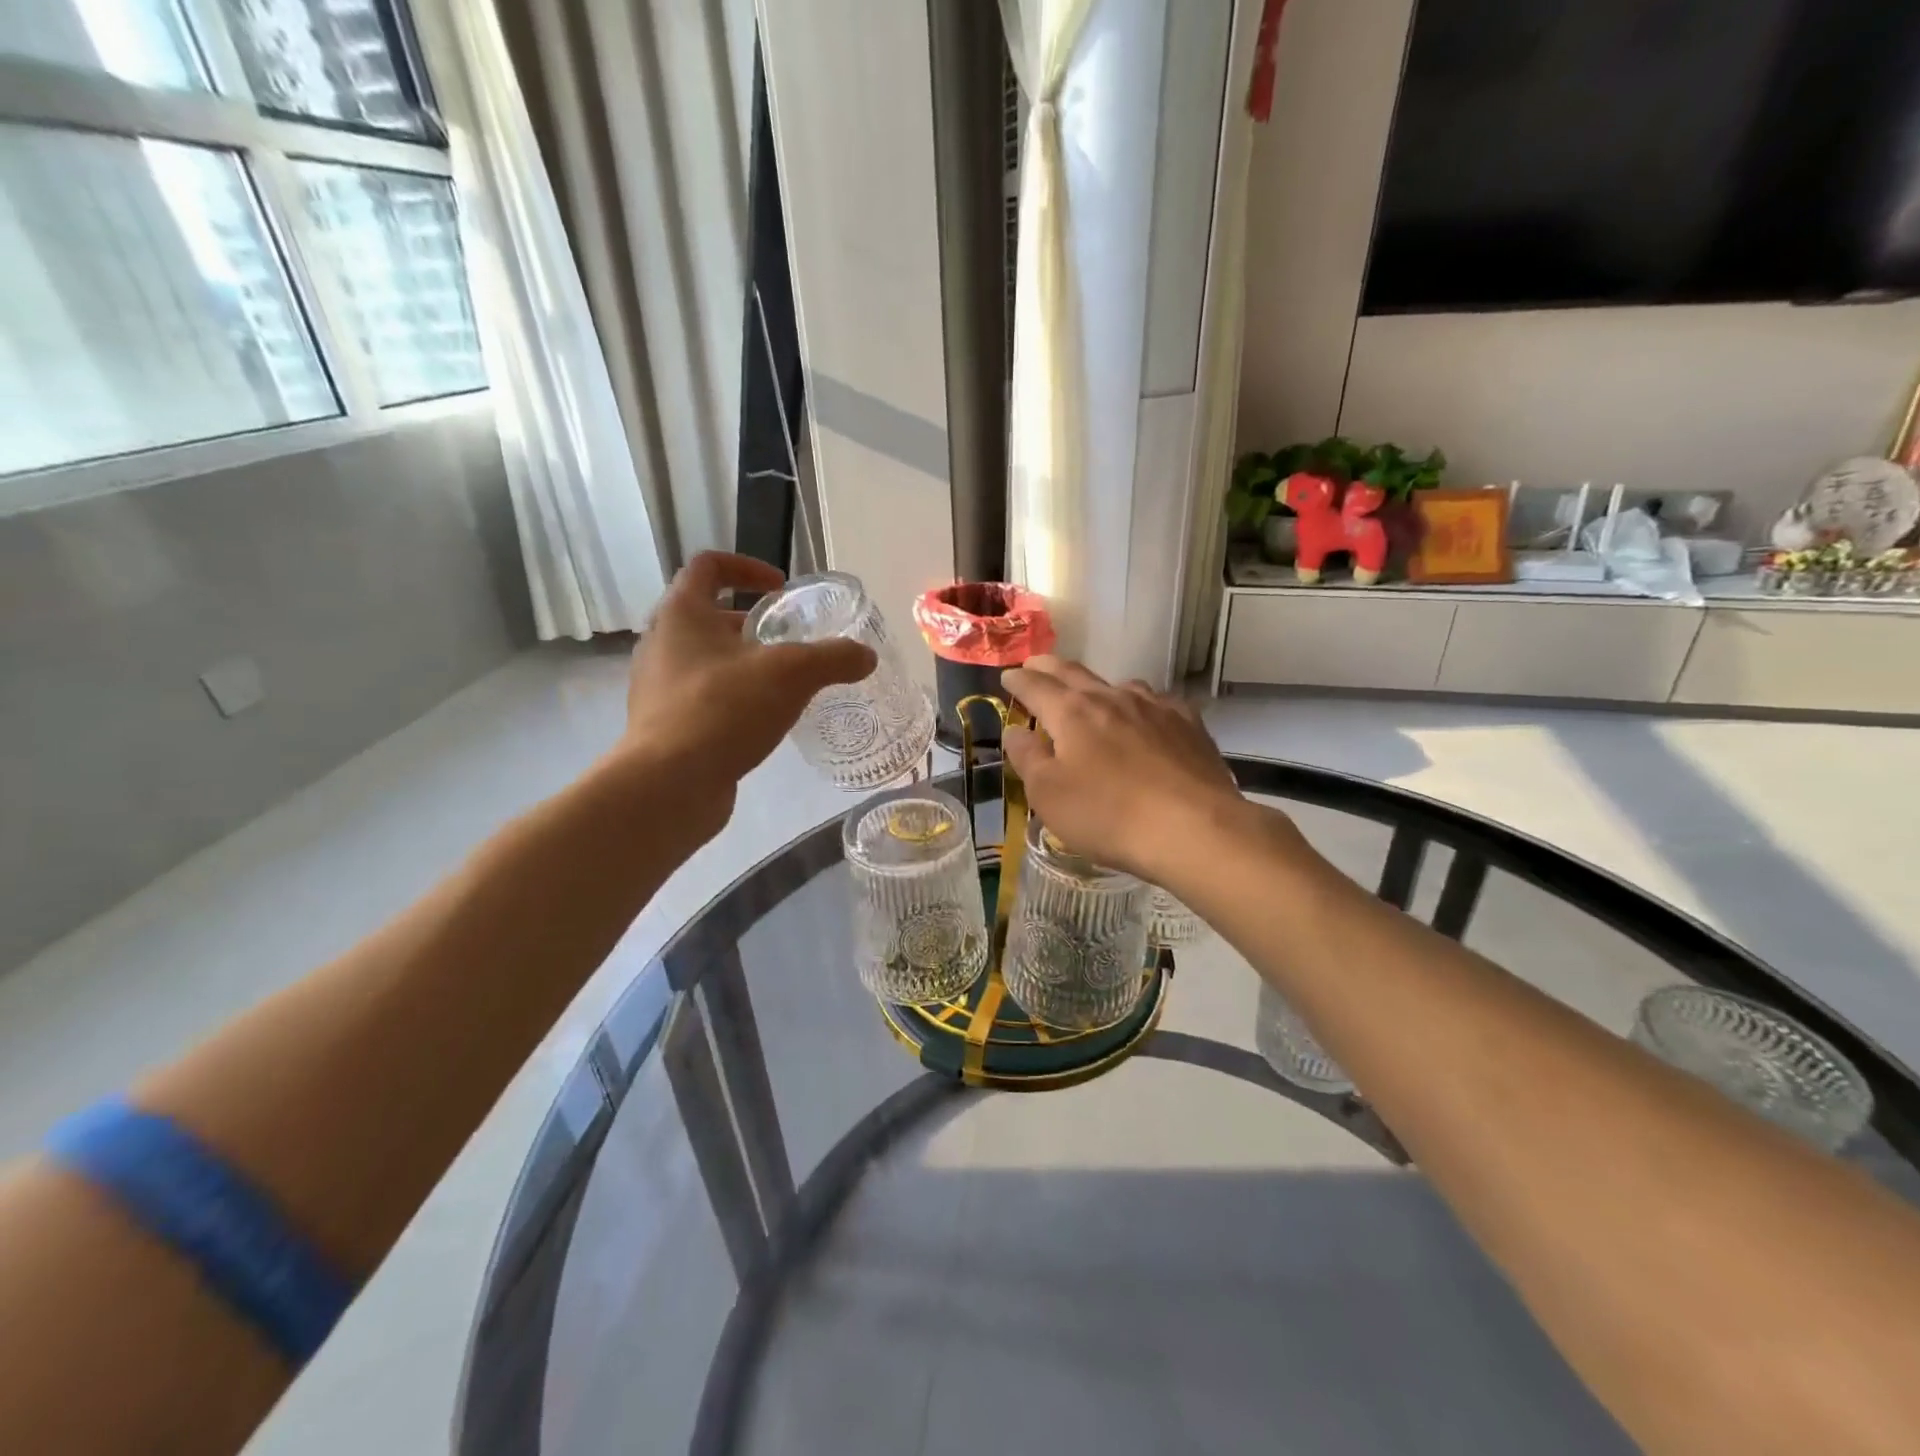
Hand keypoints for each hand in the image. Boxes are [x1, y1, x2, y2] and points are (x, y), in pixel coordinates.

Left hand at [618, 552, 875, 825]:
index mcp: (682, 613)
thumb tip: (865, 656)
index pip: (709, 566)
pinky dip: (731, 698)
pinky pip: (701, 698)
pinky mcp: (663, 725)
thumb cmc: (724, 710)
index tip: (780, 587)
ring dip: (742, 663)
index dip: (747, 567)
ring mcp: (657, 687)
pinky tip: (761, 722)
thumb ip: (834, 658)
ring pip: (705, 660)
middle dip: (751, 624)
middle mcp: (661, 643)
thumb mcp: (792, 675)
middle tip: (788, 642)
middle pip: (707, 615)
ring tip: (781, 684)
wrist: (669, 785)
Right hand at [999, 656, 1247, 882]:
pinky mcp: (1188, 724)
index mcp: (1071, 713)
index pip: (1035, 687)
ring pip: (1118, 684)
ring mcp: (1154, 707)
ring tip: (1090, 693)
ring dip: (1097, 685)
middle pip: (1074, 674)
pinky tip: (1145, 717)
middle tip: (1035, 664)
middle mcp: (1111, 698)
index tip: (1007, 676)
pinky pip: (1156, 703)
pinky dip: (1139, 704)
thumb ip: (1028, 758)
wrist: (1193, 828)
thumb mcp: (1049, 795)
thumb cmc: (1108, 815)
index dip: (1018, 681)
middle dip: (1049, 668)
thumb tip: (1014, 731)